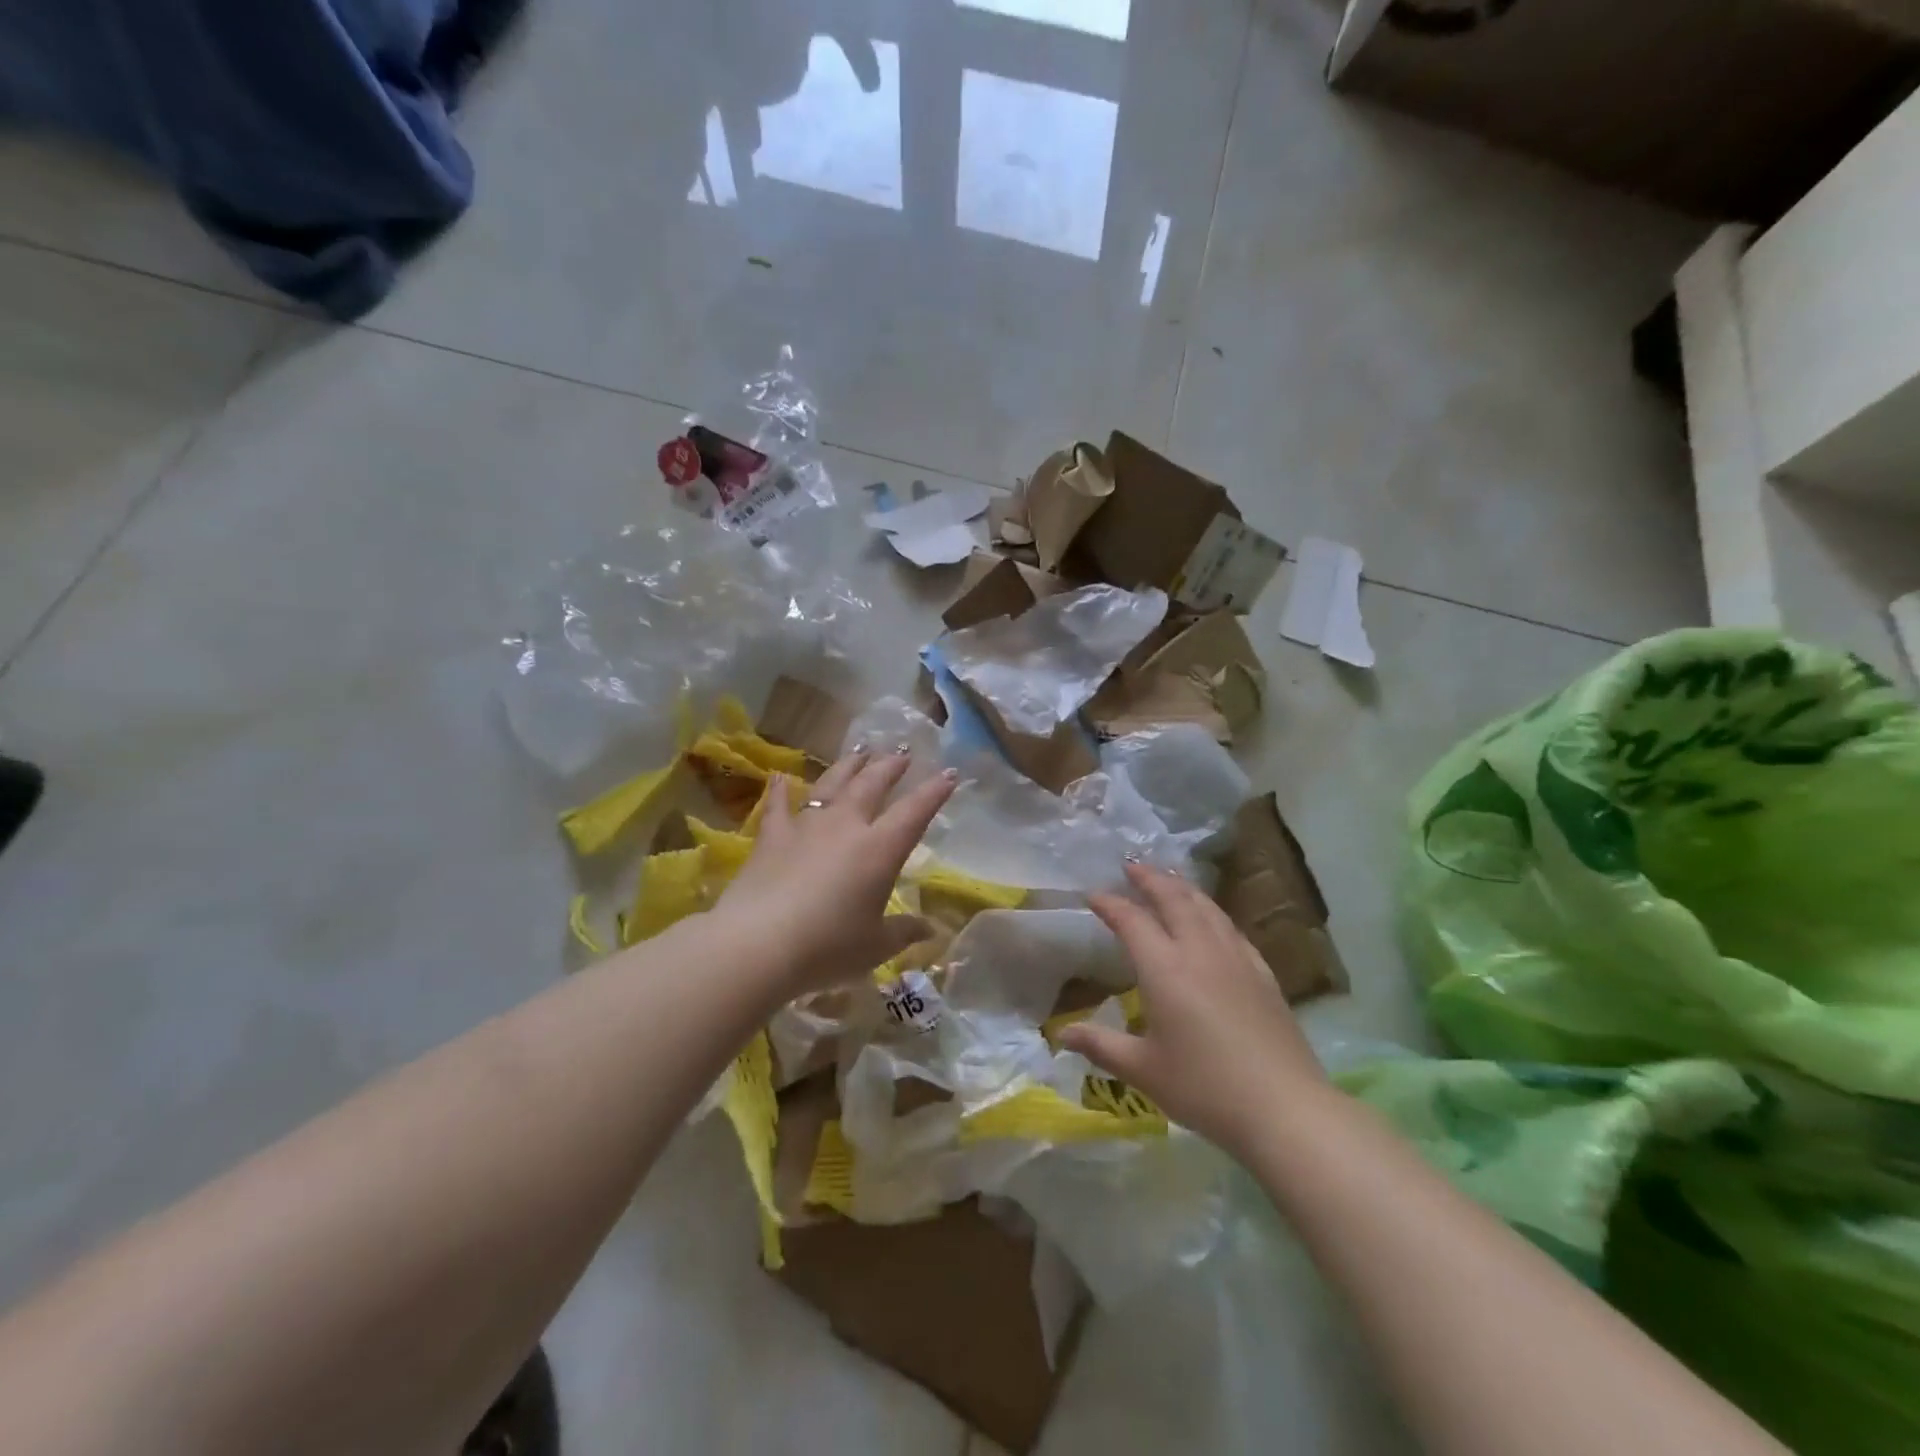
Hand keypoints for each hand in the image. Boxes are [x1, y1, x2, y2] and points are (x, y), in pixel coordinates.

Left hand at [716, 747, 956, 996]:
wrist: (758, 944)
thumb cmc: (827, 947)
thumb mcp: (875, 946)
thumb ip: (904, 932)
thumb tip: (930, 930)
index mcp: (880, 849)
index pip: (915, 812)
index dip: (935, 792)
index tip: (950, 773)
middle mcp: (846, 826)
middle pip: (872, 784)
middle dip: (890, 766)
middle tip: (902, 753)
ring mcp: (807, 826)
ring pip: (832, 784)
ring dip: (849, 765)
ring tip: (860, 750)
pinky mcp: (772, 837)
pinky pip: (778, 805)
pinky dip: (781, 789)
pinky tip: (781, 776)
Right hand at [1060, 863, 1331, 1157]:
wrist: (1284, 1108)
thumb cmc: (1204, 1088)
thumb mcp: (1143, 1070)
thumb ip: (1101, 1046)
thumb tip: (1062, 1035)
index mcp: (1165, 968)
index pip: (1132, 920)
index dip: (1110, 904)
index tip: (1092, 895)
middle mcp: (1199, 951)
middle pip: (1173, 898)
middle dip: (1150, 878)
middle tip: (1132, 866)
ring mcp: (1236, 958)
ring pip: (1206, 907)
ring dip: (1182, 888)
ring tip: (1168, 880)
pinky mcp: (1262, 973)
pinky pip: (1231, 927)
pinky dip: (1211, 912)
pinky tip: (1212, 920)